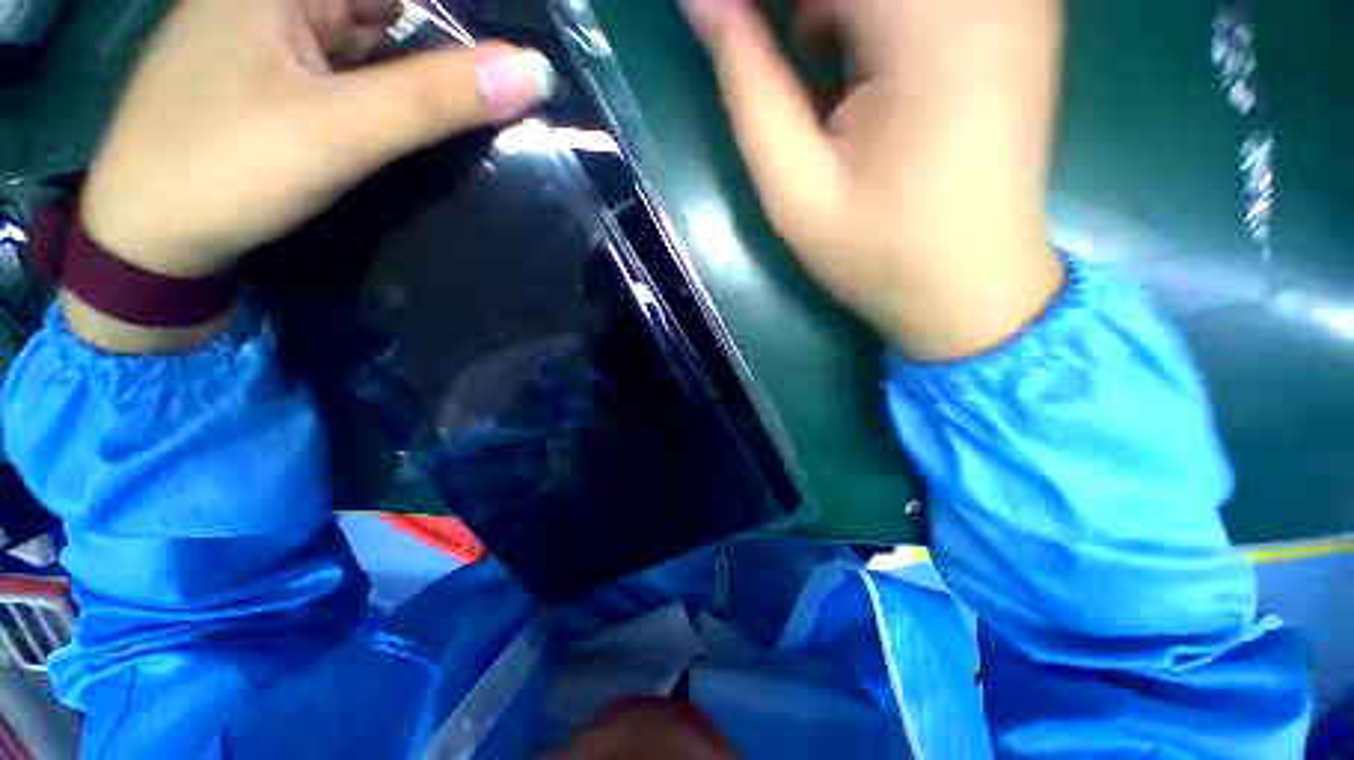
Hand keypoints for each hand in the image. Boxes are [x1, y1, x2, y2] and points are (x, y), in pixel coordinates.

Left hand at [80, 0, 555, 279]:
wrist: (147, 241)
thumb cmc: (227, 170)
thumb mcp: (342, 129)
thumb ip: (439, 96)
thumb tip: (537, 71)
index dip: (457, 17)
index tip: (505, 61)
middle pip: (381, 7)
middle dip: (439, 43)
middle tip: (498, 89)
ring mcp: (268, 36)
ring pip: (368, 37)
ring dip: (416, 68)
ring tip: (469, 104)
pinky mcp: (268, 77)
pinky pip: (345, 66)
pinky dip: (384, 86)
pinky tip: (412, 114)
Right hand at [686, 0, 1065, 359]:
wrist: (975, 290)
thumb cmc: (879, 255)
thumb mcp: (795, 189)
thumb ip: (749, 87)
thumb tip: (704, 4)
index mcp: (931, 25)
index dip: (759, 3)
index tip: (728, 27)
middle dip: (796, 9)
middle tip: (761, 50)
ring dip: (830, 11)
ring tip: (810, 65)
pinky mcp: (1018, 16)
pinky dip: (871, 14)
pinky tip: (857, 59)